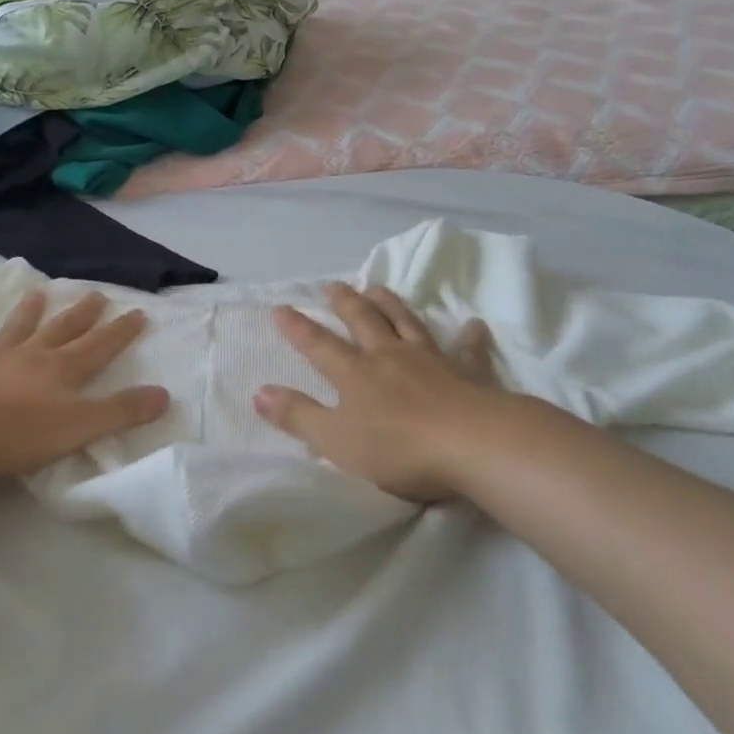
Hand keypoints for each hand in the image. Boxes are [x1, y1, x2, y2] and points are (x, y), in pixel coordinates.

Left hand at [0, 290, 169, 476]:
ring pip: (16, 331)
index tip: (137, 311)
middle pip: (63, 331)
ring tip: (38, 293)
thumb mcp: (80, 426)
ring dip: (28, 313)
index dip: (120, 331)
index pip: (99, 346)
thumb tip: (165, 395)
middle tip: (97, 294)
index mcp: (62, 370)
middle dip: (83, 315)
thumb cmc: (19, 432)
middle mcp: (31, 357)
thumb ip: (121, 411)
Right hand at [254, 283, 496, 502]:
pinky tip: (474, 324)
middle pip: (363, 322)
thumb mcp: (336, 440)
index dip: (298, 328)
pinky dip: (469, 337)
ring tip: (378, 288)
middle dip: (344, 303)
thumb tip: (259, 392)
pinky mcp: (468, 374)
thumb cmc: (398, 448)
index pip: (319, 346)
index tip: (281, 307)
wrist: (473, 445)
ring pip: (406, 324)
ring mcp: (431, 361)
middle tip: (333, 285)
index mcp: (355, 374)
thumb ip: (298, 416)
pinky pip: (468, 351)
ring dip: (391, 304)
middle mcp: (389, 357)